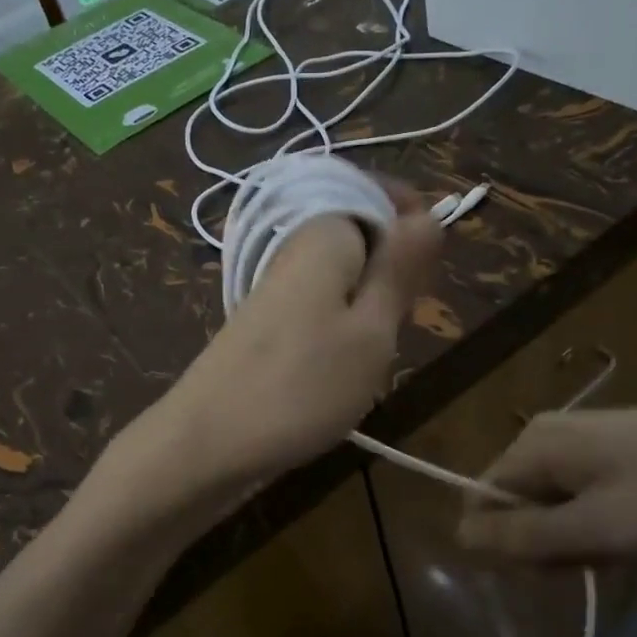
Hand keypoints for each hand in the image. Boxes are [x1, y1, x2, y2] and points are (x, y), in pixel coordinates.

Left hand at [115, 193, 441, 505]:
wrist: (207, 441)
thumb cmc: (301, 387)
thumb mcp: (371, 332)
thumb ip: (400, 269)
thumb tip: (430, 215)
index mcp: (323, 232)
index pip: (382, 195)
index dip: (414, 228)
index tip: (424, 281)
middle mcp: (294, 245)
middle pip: (364, 234)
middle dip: (394, 272)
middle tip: (398, 325)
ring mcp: (275, 284)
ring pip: (344, 273)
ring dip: (370, 304)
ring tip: (373, 351)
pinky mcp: (266, 319)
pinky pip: (320, 302)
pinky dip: (342, 325)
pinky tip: (342, 364)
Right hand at [456, 402, 636, 563]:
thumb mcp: (597, 528)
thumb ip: (524, 536)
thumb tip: (459, 537)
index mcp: (533, 444)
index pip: (480, 501)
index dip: (505, 545)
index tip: (554, 571)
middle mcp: (545, 433)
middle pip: (514, 503)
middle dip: (545, 543)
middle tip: (600, 559)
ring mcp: (579, 436)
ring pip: (549, 503)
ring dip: (575, 537)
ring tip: (626, 546)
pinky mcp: (610, 446)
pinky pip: (578, 493)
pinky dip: (597, 521)